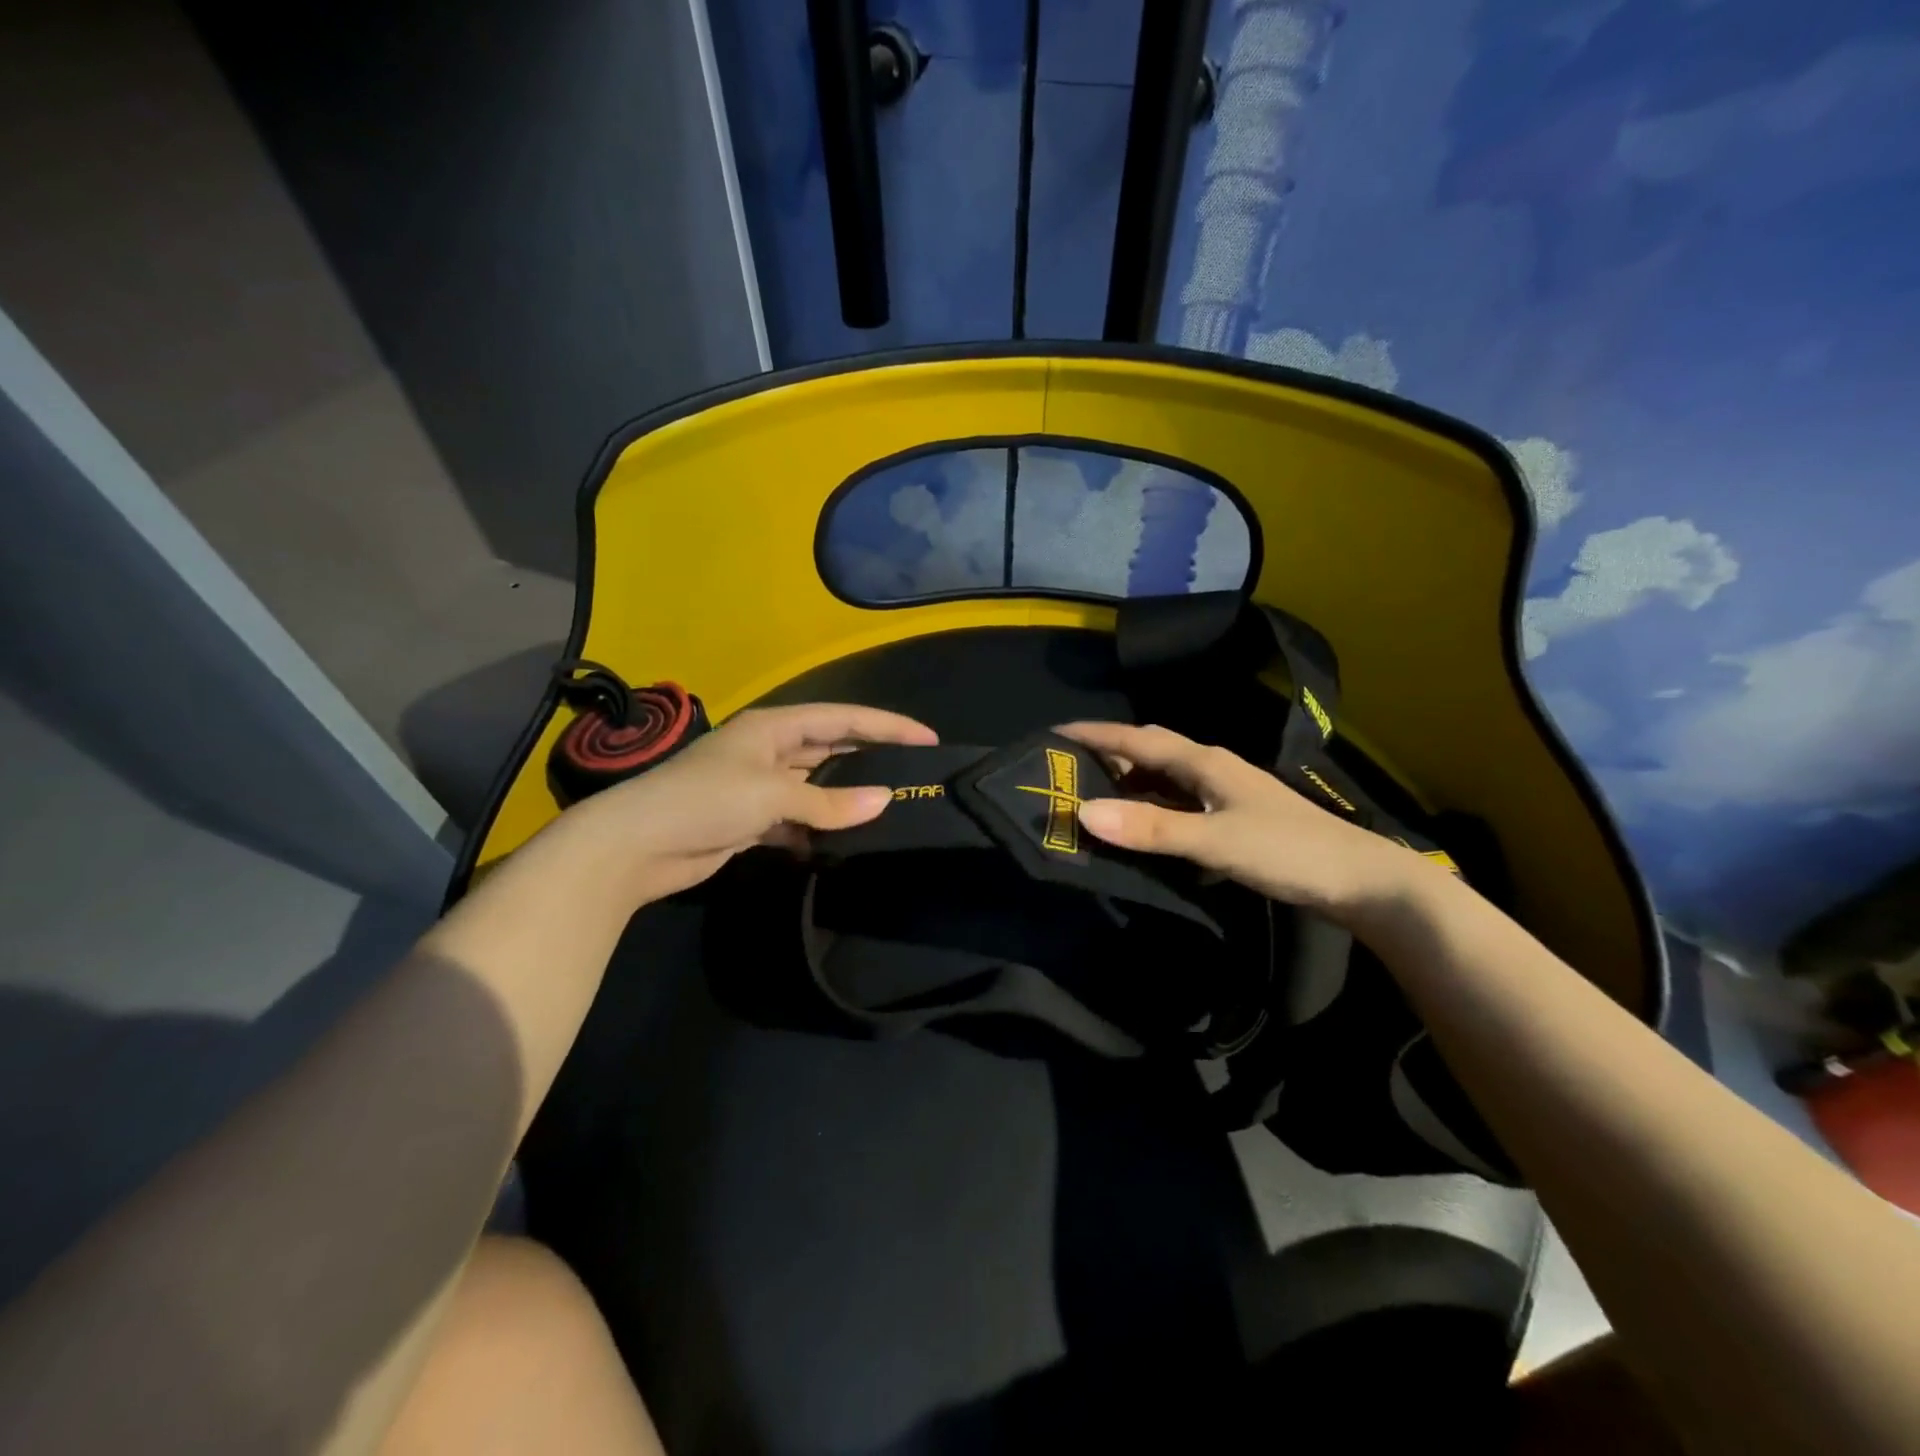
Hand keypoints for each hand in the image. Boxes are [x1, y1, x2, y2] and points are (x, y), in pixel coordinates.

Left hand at [565, 702, 937, 899]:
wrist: (634, 846)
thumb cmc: (704, 801)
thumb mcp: (772, 794)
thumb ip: (829, 801)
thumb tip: (884, 802)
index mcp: (774, 726)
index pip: (843, 718)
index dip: (886, 726)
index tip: (928, 738)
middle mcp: (769, 750)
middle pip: (832, 748)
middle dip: (871, 758)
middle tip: (915, 772)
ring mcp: (759, 786)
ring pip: (816, 786)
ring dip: (844, 798)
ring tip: (889, 809)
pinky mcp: (750, 820)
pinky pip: (797, 819)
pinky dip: (817, 830)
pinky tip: (840, 844)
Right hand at [1055, 721, 1429, 923]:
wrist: (1361, 880)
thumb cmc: (1287, 851)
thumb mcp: (1214, 841)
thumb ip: (1151, 828)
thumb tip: (1082, 812)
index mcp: (1205, 762)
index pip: (1138, 738)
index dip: (1095, 734)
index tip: (1052, 734)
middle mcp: (1212, 768)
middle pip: (1151, 751)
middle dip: (1109, 754)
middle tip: (1067, 770)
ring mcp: (1226, 793)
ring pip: (1166, 778)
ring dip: (1131, 783)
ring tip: (1093, 798)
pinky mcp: (1234, 818)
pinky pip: (1180, 803)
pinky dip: (1153, 809)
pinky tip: (1143, 829)